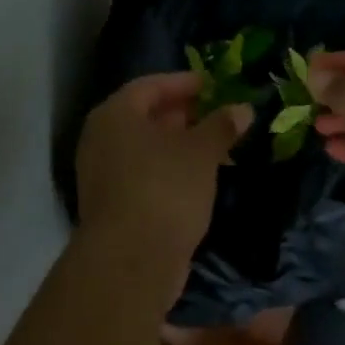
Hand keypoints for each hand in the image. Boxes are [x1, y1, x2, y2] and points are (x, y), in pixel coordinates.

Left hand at [75, 73, 249, 294]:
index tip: (213, 85)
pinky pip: (143, 174)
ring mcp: (102, 174)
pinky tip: (199, 179)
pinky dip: (169, 170)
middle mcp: (101, 139)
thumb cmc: (164, 189)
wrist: (130, 261)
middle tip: (217, 114)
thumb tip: (243, 108)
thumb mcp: (200, 153)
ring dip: (179, 145)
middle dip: (182, 114)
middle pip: (144, 116)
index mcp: (115, 115)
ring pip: (145, 149)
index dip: (183, 82)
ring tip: (216, 147)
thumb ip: (221, 126)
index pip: (149, 85)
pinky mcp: (112, 205)